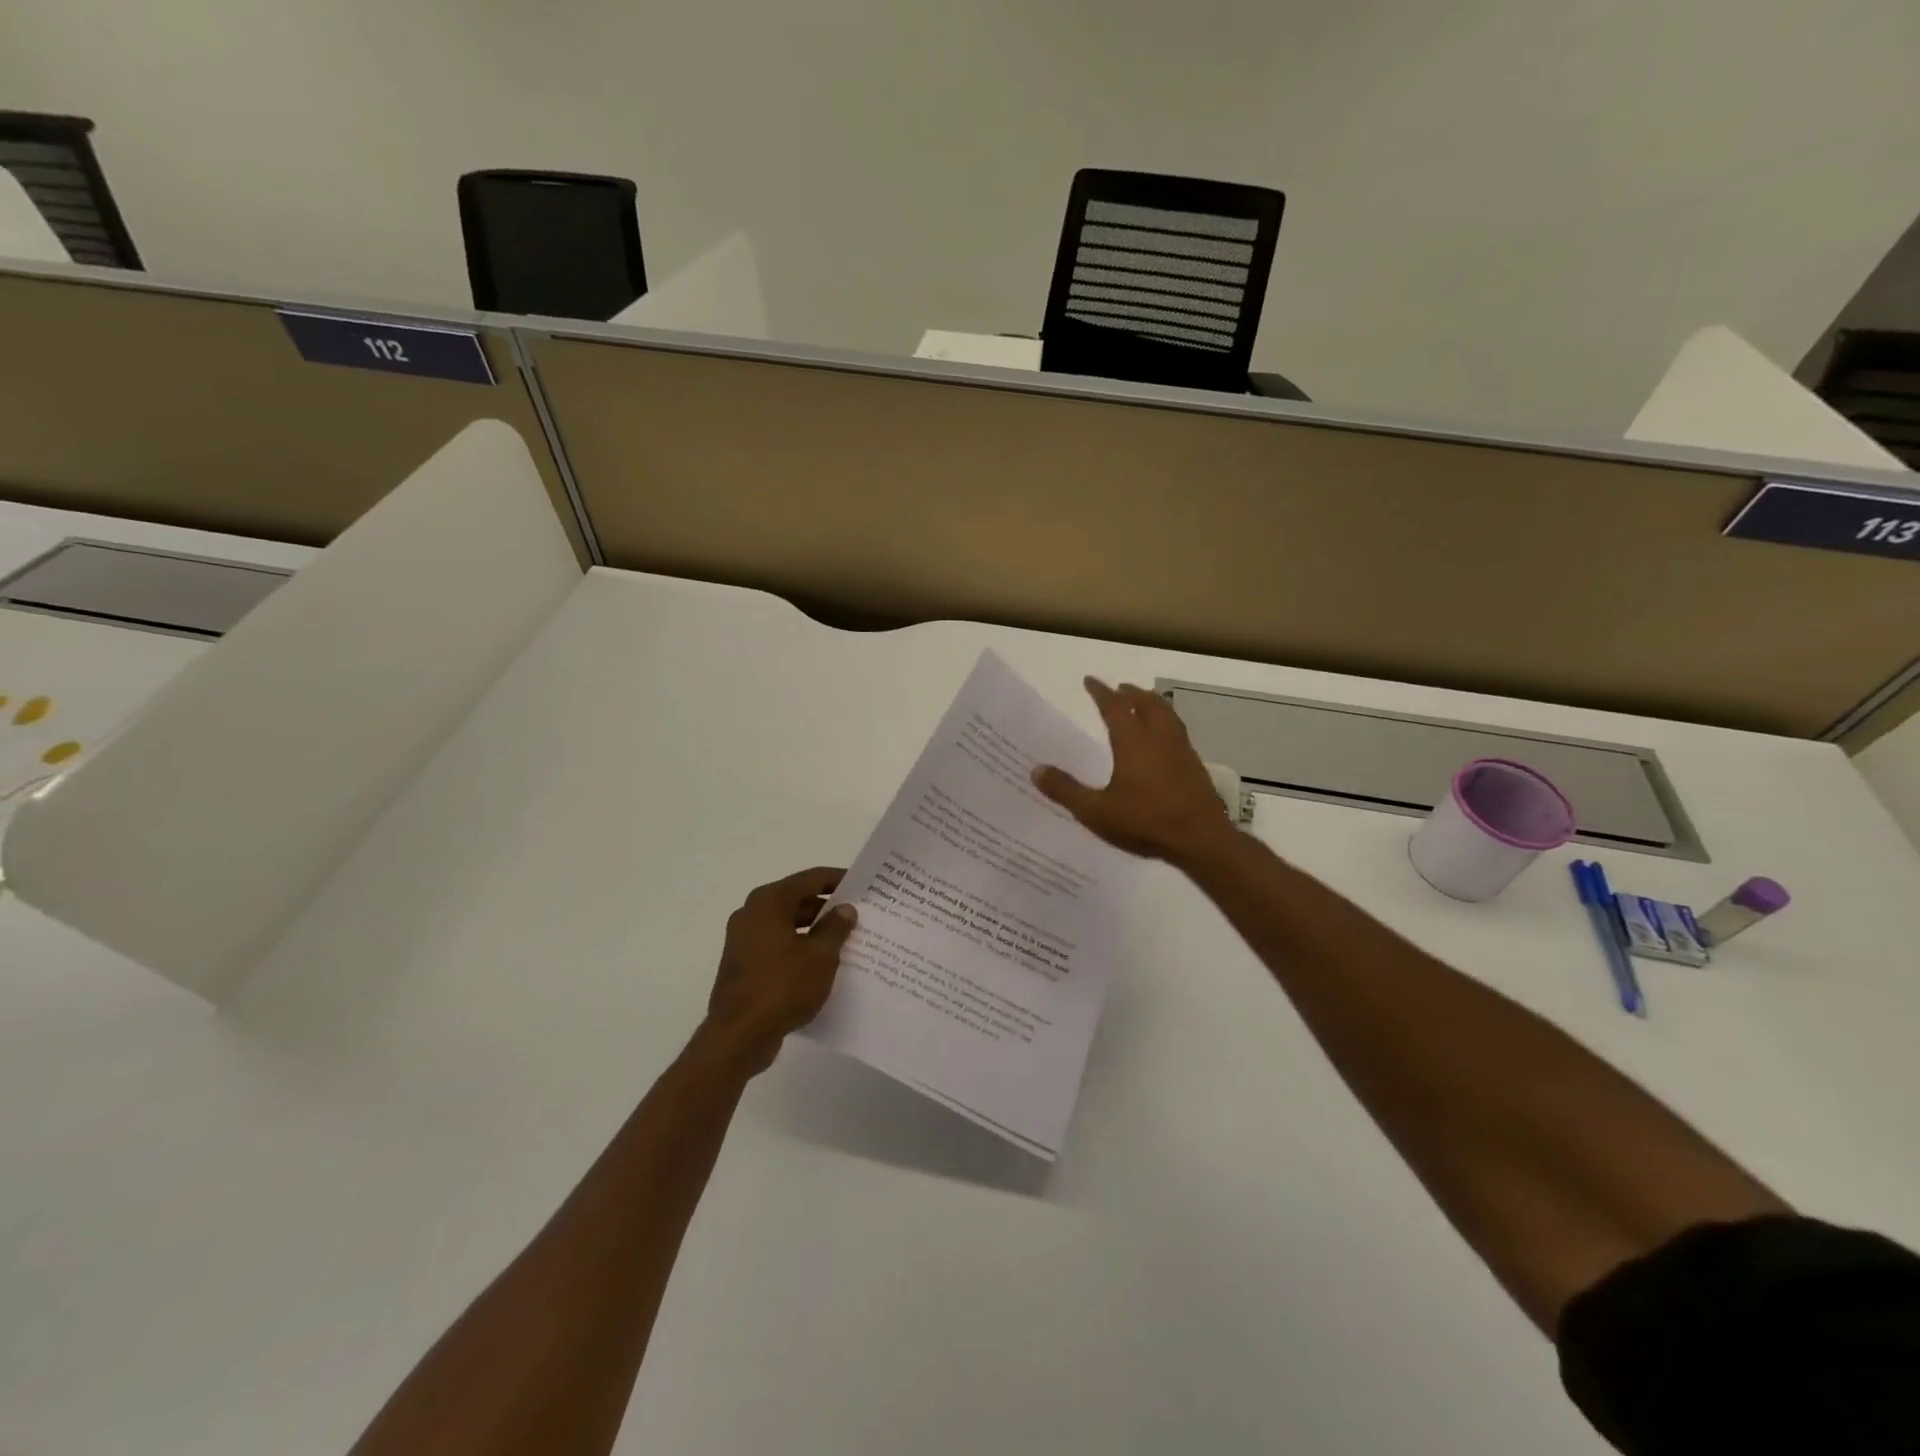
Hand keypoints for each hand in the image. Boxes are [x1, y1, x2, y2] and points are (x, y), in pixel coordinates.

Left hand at [704, 867, 857, 1073]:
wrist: (738, 1036)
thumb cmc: (782, 986)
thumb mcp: (820, 956)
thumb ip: (835, 928)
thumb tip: (845, 909)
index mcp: (768, 902)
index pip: (809, 879)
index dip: (836, 879)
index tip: (861, 883)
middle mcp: (751, 914)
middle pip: (796, 900)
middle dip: (826, 907)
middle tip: (857, 913)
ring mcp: (743, 941)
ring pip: (786, 925)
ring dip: (814, 930)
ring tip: (845, 940)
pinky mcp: (743, 966)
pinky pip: (777, 947)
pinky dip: (799, 949)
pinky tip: (821, 964)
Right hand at [1032, 678, 1232, 864]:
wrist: (1200, 840)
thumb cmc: (1145, 822)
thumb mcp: (1096, 812)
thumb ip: (1066, 790)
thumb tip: (1036, 770)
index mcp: (1133, 742)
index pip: (1115, 707)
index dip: (1101, 692)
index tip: (1090, 681)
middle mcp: (1159, 738)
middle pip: (1148, 704)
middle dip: (1132, 693)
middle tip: (1120, 689)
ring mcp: (1182, 751)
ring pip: (1168, 715)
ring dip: (1153, 704)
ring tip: (1143, 705)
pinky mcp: (1195, 766)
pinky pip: (1178, 732)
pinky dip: (1167, 723)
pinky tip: (1163, 740)